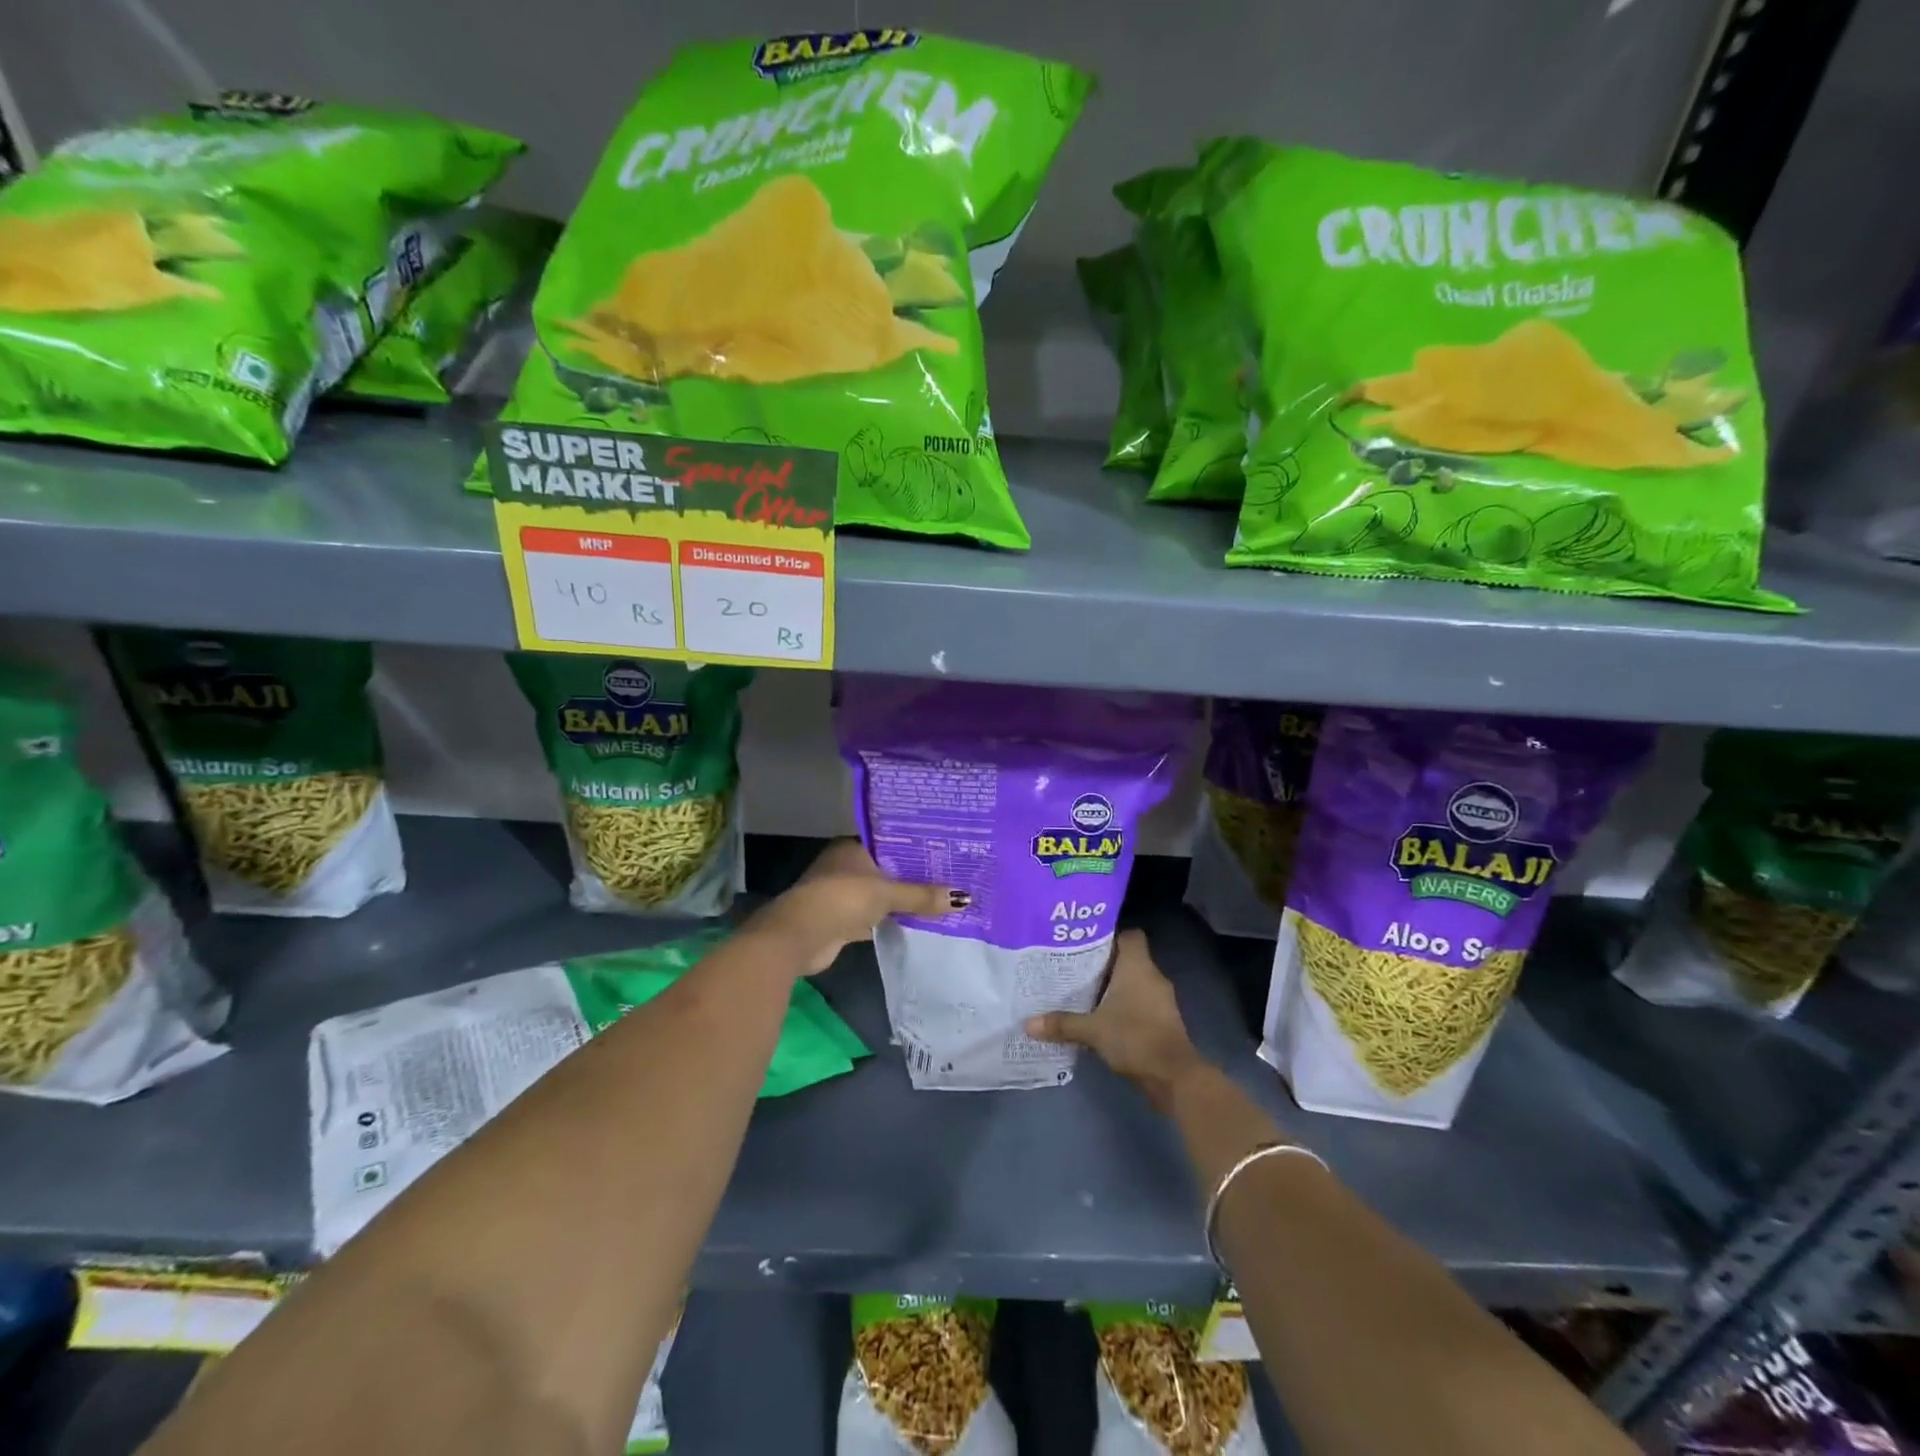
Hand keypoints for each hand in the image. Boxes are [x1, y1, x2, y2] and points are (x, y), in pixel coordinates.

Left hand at [749, 839, 961, 973]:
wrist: (799, 937)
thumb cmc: (842, 899)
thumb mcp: (887, 894)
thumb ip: (922, 896)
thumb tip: (964, 898)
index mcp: (852, 848)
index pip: (890, 843)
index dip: (915, 849)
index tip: (944, 853)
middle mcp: (845, 867)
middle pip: (887, 870)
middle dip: (913, 877)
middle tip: (951, 877)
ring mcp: (841, 895)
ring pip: (880, 895)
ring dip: (902, 901)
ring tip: (941, 900)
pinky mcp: (841, 921)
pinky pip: (874, 917)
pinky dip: (891, 921)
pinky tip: (917, 924)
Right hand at [1026, 930, 1205, 1109]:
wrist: (1174, 1076)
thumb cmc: (1134, 1037)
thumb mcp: (1092, 1030)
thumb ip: (1062, 1023)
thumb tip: (1028, 1023)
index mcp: (1138, 966)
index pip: (1129, 935)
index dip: (1109, 936)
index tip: (1084, 944)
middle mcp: (1152, 976)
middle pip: (1128, 959)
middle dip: (1104, 964)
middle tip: (1074, 969)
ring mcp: (1161, 999)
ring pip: (1134, 983)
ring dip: (1113, 988)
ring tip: (1083, 993)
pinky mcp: (1163, 1021)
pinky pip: (1140, 1003)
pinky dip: (1124, 1007)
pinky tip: (1102, 1017)